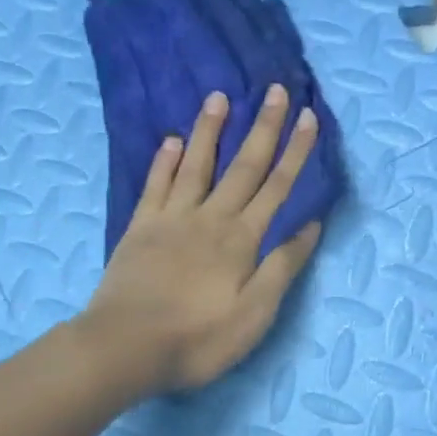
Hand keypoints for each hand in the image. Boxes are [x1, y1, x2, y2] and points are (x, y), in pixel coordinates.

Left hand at [83, 83, 323, 392]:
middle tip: (275, 90)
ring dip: (211, 130)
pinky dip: (165, 161)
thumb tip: (310, 226)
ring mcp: (171, 220)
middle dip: (263, 128)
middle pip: (243, 167)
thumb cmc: (199, 338)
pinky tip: (172, 141)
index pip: (277, 188)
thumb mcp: (256, 313)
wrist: (126, 346)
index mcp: (242, 240)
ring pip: (196, 165)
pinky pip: (156, 186)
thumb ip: (282, 266)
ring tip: (219, 97)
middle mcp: (210, 218)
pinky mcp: (140, 229)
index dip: (295, 152)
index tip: (308, 118)